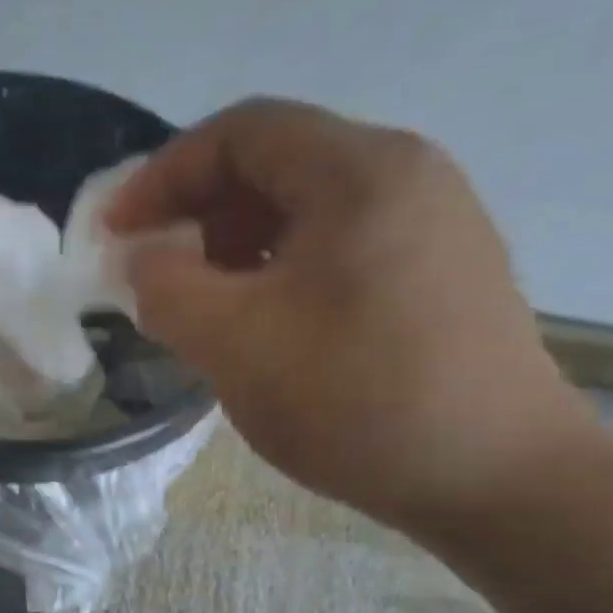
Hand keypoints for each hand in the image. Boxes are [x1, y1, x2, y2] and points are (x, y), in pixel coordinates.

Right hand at [107, 98, 594, 532]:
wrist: (498, 479)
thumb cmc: (357, 399)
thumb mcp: (234, 342)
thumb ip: (166, 288)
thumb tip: (142, 260)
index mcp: (361, 172)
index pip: (240, 133)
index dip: (162, 175)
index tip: (114, 231)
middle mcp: (405, 177)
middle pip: (274, 165)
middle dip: (196, 212)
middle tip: (154, 272)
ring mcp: (431, 226)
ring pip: (304, 211)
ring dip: (233, 247)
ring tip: (201, 306)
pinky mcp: (438, 275)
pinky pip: (335, 248)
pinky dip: (277, 271)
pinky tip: (260, 326)